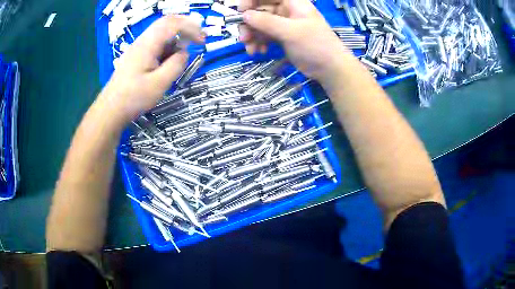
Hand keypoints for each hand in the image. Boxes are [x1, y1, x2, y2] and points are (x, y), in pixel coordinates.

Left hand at [100, 15, 203, 123]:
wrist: (111, 108)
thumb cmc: (133, 98)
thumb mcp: (159, 84)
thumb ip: (176, 65)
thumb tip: (184, 52)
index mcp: (148, 44)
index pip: (173, 24)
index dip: (191, 27)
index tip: (202, 41)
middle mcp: (143, 40)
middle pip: (167, 22)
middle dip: (186, 27)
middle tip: (197, 39)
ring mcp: (138, 47)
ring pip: (161, 32)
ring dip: (177, 37)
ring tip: (183, 52)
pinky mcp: (137, 54)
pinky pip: (156, 42)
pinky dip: (168, 45)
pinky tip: (169, 59)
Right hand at [239, 0, 351, 81]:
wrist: (330, 68)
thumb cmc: (315, 45)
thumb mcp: (291, 31)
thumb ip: (267, 22)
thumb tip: (244, 15)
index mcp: (292, 2)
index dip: (251, 1)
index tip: (242, 12)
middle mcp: (286, 10)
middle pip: (259, 10)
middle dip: (249, 23)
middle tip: (244, 38)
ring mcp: (283, 24)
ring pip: (260, 24)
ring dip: (252, 36)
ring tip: (250, 49)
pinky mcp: (282, 37)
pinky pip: (264, 35)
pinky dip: (259, 43)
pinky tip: (259, 52)